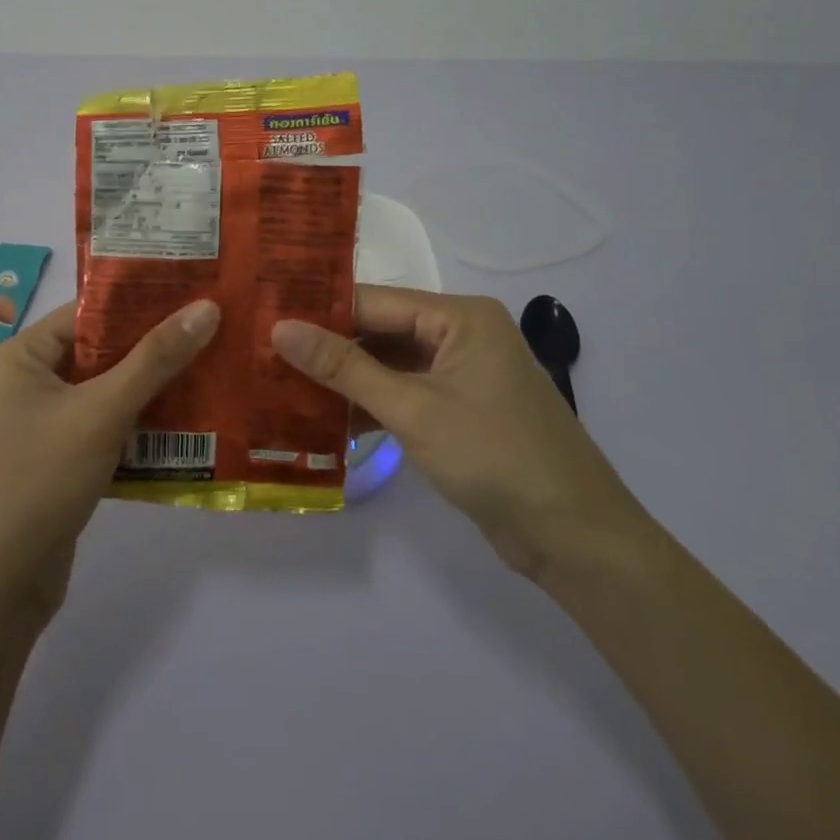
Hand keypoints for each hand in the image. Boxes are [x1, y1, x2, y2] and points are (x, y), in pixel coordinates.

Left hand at [0, 298, 220, 619]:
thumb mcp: (102, 412)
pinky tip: (190, 421)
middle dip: (156, 346)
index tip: (196, 292)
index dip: (142, 301)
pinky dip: (141, 424)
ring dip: (154, 387)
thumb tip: (208, 306)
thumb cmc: (39, 480)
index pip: (89, 312)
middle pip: (102, 351)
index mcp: (23, 354)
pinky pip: (107, 427)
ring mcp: (44, 423)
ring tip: (215, 367)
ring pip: (109, 391)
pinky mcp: (60, 460)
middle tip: (216, 328)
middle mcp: (29, 381)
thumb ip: (155, 359)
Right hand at [272, 287, 647, 578]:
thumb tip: (280, 328)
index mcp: (460, 316)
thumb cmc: (494, 456)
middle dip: (329, 349)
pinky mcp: (460, 411)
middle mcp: (461, 335)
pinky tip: (325, 421)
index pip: (375, 302)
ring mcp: (462, 375)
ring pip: (390, 366)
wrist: (574, 538)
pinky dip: (371, 406)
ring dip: (346, 382)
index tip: (266, 320)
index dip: (321, 312)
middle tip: (265, 355)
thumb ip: (344, 367)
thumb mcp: (413, 408)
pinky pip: (404, 395)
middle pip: (381, 332)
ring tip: (282, 386)